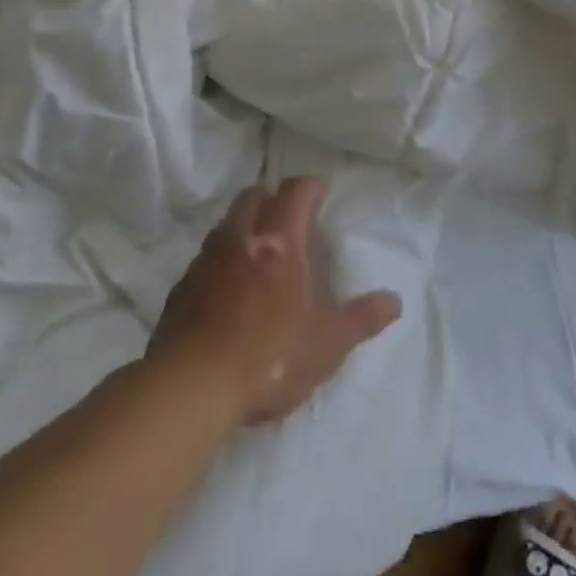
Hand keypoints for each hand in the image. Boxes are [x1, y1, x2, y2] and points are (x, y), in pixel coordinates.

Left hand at [151, 177, 402, 426]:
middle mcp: (240, 238)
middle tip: (290, 221)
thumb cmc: (270, 357)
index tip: (321, 194)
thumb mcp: (328, 343)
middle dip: (273, 199)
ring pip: (226, 224)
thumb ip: (362, 318)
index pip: (295, 191)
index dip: (310, 187)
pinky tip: (228, 291)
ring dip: (245, 227)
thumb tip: (394, 301)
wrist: (191, 388)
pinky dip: (221, 261)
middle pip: (254, 195)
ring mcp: (206, 260)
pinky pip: (205, 258)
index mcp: (279, 241)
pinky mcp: (181, 287)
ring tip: (260, 255)